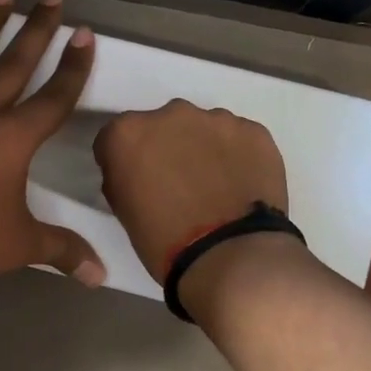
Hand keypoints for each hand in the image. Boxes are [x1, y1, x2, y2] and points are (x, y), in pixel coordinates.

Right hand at [92, 99, 289, 282]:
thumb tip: (138, 172)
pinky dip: (236, 156)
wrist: (230, 256)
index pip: (115, 138)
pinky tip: (240, 186)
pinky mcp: (254, 131)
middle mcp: (169, 114)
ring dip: (202, 149)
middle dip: (165, 147)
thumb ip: (124, 177)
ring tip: (214, 187)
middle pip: (161, 125)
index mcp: (128, 134)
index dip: (124, 160)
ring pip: (203, 128)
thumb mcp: (124, 211)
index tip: (134, 181)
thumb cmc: (164, 241)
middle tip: (176, 183)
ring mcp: (216, 119)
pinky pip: (238, 138)